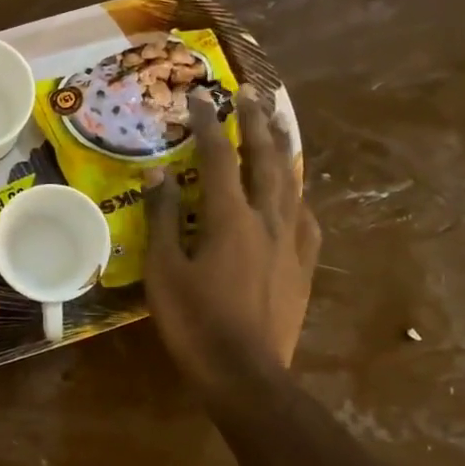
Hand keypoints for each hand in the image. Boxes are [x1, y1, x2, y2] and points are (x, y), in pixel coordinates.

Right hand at [144, 86, 319, 401]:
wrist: (246, 373)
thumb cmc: (195, 322)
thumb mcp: (164, 271)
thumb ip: (163, 218)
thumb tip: (159, 173)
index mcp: (229, 218)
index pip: (218, 157)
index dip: (208, 124)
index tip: (199, 98)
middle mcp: (267, 219)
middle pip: (265, 158)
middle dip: (256, 122)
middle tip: (251, 92)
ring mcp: (292, 241)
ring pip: (292, 182)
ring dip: (283, 148)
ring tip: (280, 122)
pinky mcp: (304, 265)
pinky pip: (306, 217)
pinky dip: (297, 194)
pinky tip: (295, 191)